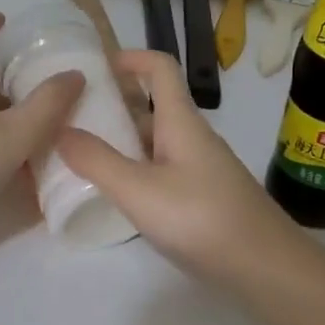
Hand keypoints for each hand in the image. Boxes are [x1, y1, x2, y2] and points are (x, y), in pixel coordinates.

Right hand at [57, 50, 294, 278]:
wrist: (265, 267)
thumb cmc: (200, 218)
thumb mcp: (138, 190)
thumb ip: (96, 161)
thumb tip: (59, 130)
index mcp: (181, 122)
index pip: (160, 68)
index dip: (129, 57)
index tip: (94, 66)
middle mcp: (193, 138)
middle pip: (154, 105)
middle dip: (115, 104)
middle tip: (71, 117)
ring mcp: (201, 169)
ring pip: (157, 141)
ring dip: (123, 140)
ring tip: (82, 155)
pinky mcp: (204, 198)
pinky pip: (164, 170)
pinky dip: (137, 171)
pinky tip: (117, 194)